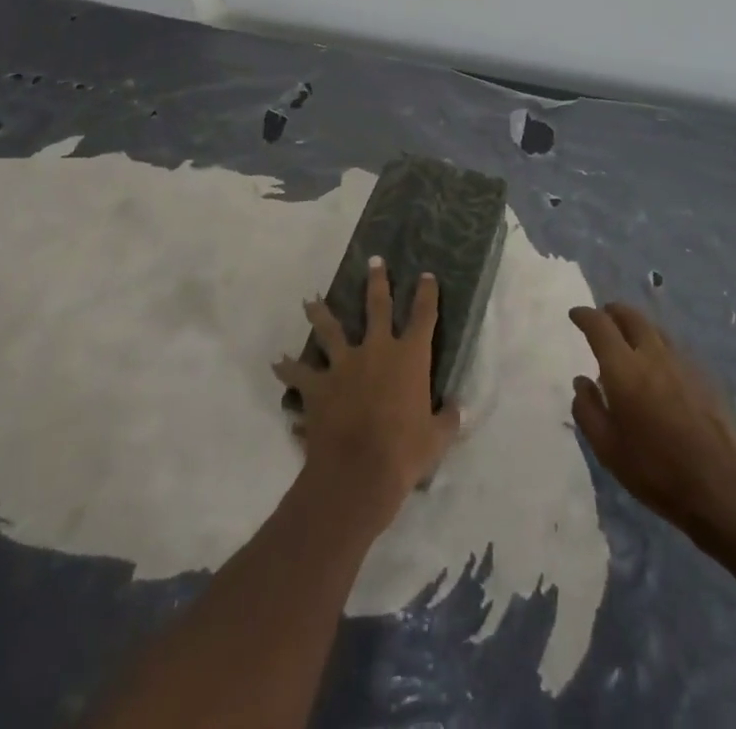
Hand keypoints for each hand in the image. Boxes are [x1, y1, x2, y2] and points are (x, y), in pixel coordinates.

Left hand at [274, 259, 461, 530]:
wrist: (357, 474)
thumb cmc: (404, 454)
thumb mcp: (437, 439)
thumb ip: (448, 419)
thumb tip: (458, 408)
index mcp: (410, 358)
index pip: (424, 316)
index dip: (426, 294)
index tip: (426, 275)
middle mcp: (376, 350)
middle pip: (377, 307)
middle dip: (377, 281)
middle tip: (374, 261)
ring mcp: (344, 365)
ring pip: (330, 330)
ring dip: (320, 313)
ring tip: (311, 300)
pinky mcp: (319, 386)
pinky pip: (299, 374)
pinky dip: (288, 368)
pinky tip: (278, 362)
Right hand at [569, 302, 735, 548]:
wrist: (724, 488)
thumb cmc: (657, 471)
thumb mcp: (608, 449)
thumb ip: (588, 410)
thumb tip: (581, 382)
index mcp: (624, 368)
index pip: (600, 325)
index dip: (584, 315)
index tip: (575, 315)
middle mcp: (653, 355)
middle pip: (631, 316)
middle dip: (612, 312)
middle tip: (602, 318)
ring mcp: (682, 363)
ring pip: (654, 329)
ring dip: (636, 326)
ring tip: (628, 340)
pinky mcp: (704, 377)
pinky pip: (673, 348)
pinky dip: (657, 345)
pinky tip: (658, 366)